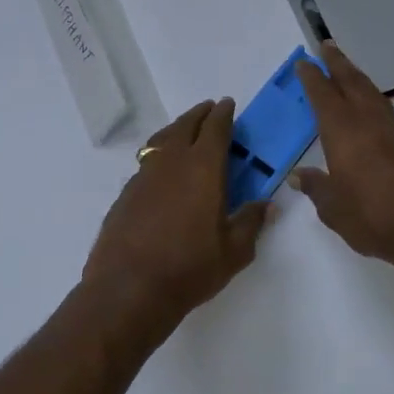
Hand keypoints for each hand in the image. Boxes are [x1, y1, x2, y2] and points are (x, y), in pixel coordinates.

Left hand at [82, 99, 270, 338]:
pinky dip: (159, 155)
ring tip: (185, 130)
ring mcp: (144, 176)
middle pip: (185, 126)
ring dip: (176, 129)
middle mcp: (172, 163)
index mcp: (203, 168)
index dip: (223, 114)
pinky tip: (163, 170)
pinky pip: (147, 162)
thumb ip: (251, 222)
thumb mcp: (234, 251)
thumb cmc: (190, 268)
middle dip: (199, 115)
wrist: (129, 288)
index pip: (215, 129)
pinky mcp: (126, 194)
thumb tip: (266, 204)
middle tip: (209, 109)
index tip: (228, 104)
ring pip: (161, 140)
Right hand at [292, 44, 393, 280]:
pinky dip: (370, 96)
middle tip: (326, 45)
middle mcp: (369, 124)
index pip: (324, 97)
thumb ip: (317, 189)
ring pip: (371, 93)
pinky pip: (383, 109)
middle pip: (352, 83)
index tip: (303, 62)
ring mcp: (393, 132)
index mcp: (345, 134)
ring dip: (356, 76)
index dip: (312, 78)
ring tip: (344, 67)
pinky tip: (367, 104)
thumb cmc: (376, 220)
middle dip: (338, 64)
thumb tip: (300, 175)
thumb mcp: (335, 211)